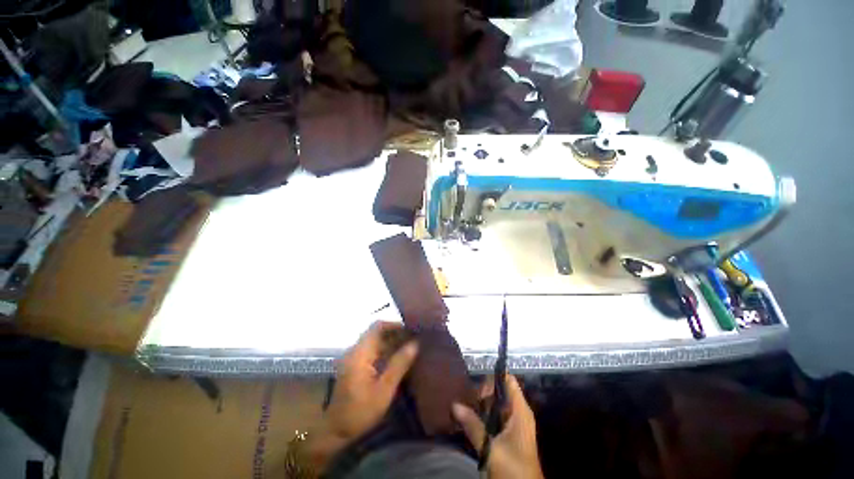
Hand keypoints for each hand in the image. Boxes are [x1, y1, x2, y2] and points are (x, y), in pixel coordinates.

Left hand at [307, 321, 418, 470]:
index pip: (377, 327)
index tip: (411, 328)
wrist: (336, 432)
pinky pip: (372, 351)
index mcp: (360, 353)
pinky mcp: (355, 365)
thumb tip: (415, 343)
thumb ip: (399, 364)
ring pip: (375, 341)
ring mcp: (354, 358)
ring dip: (391, 342)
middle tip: (414, 337)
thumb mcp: (384, 389)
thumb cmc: (361, 411)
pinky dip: (385, 351)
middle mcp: (355, 350)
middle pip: (376, 332)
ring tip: (410, 345)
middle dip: (396, 333)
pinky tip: (398, 357)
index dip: (394, 324)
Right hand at [452, 375, 543, 478]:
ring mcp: (514, 424)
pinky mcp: (509, 434)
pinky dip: (484, 415)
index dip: (493, 376)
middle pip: (500, 391)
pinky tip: (470, 418)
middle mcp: (518, 413)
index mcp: (520, 411)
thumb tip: (454, 405)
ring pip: (496, 404)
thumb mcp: (491, 448)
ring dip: (481, 405)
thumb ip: (473, 426)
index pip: (509, 381)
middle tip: (466, 396)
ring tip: (464, 404)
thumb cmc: (513, 469)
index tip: (475, 380)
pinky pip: (495, 416)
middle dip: (483, 392)